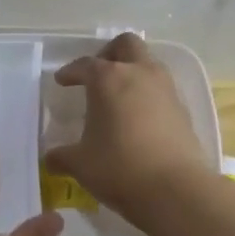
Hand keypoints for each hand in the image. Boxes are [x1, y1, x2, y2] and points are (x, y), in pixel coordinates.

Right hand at [44, 33, 209, 224]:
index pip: (85, 64)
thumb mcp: (80, 164)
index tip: (62, 80)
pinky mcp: (183, 110)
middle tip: (97, 74)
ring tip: (118, 97)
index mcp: (108, 79)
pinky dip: (148, 96)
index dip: (71, 72)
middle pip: (126, 45)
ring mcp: (166, 90)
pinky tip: (138, 120)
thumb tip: (51, 158)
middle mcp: (139, 74)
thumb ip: (62, 156)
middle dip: (109, 54)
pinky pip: (162, 90)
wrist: (175, 190)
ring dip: (132, 73)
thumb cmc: (119, 168)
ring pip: (148, 64)